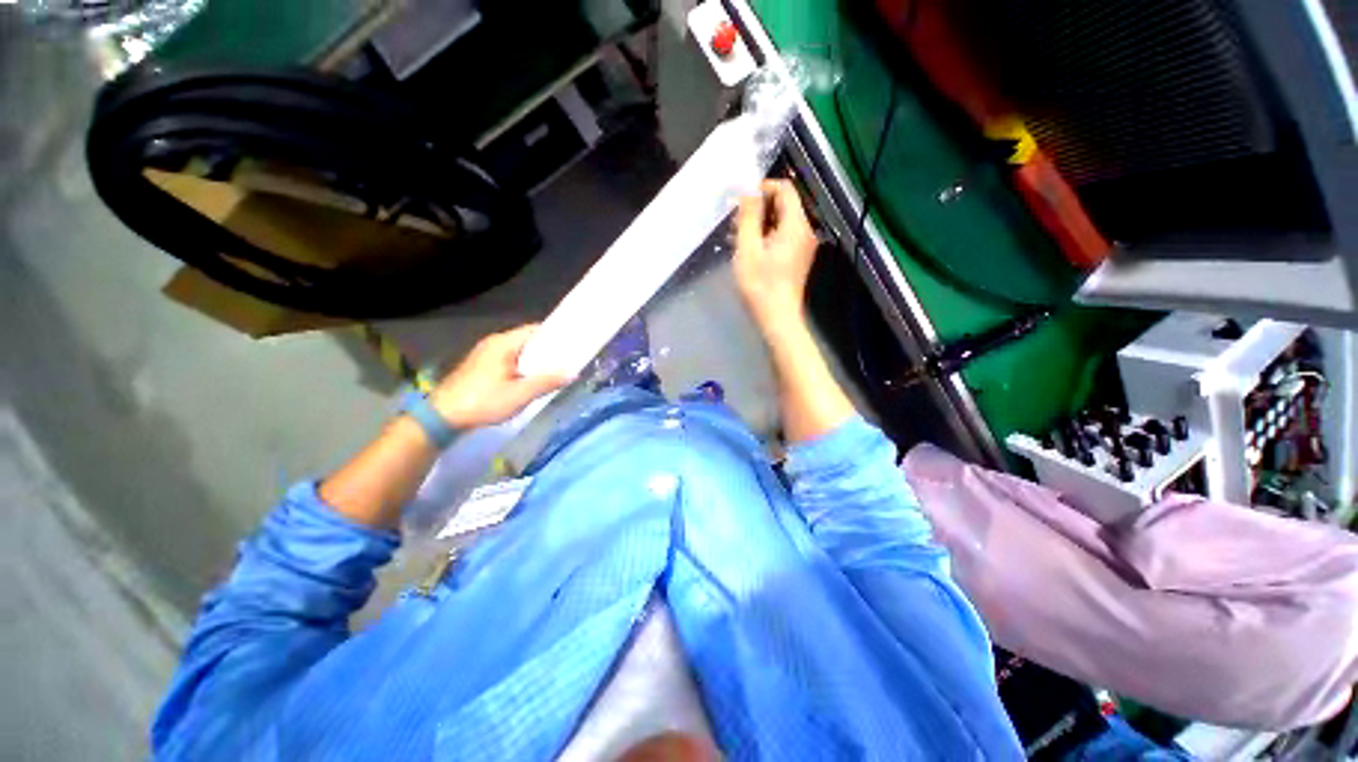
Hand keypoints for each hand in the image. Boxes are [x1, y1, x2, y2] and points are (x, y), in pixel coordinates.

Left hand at [430, 324, 571, 428]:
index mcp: (504, 343)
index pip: (536, 330)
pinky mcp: (482, 365)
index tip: (574, 344)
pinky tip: (533, 378)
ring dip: (537, 359)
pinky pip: (511, 359)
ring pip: (520, 351)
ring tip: (556, 370)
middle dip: (549, 349)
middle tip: (569, 360)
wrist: (442, 417)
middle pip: (529, 339)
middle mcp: (495, 342)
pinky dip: (525, 365)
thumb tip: (573, 372)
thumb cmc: (482, 401)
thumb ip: (547, 382)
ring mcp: (486, 353)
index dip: (557, 335)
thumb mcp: (519, 394)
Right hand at [732, 179, 818, 331]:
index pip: (784, 189)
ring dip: (759, 224)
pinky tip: (748, 250)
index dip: (762, 188)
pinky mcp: (797, 258)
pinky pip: (782, 237)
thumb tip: (748, 189)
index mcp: (796, 225)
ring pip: (781, 221)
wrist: (777, 318)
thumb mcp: (748, 249)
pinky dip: (766, 237)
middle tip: (735, 223)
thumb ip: (748, 216)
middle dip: (758, 208)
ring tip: (737, 238)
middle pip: (783, 205)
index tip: (740, 202)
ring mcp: (803, 246)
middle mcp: (805, 231)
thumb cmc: (760, 285)